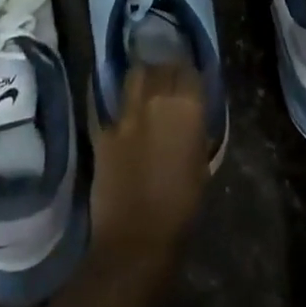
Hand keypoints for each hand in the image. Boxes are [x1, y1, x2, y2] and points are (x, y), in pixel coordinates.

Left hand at [89, 63, 210, 271]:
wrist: (136, 238)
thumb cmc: (182, 208)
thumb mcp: (202, 165)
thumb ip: (195, 132)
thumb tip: (190, 118)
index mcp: (187, 108)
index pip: (189, 71)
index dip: (190, 74)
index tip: (191, 79)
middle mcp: (156, 100)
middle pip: (161, 67)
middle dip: (167, 70)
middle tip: (169, 79)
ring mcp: (125, 114)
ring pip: (135, 77)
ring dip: (143, 77)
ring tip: (146, 86)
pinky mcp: (103, 130)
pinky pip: (112, 107)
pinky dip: (119, 106)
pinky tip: (122, 112)